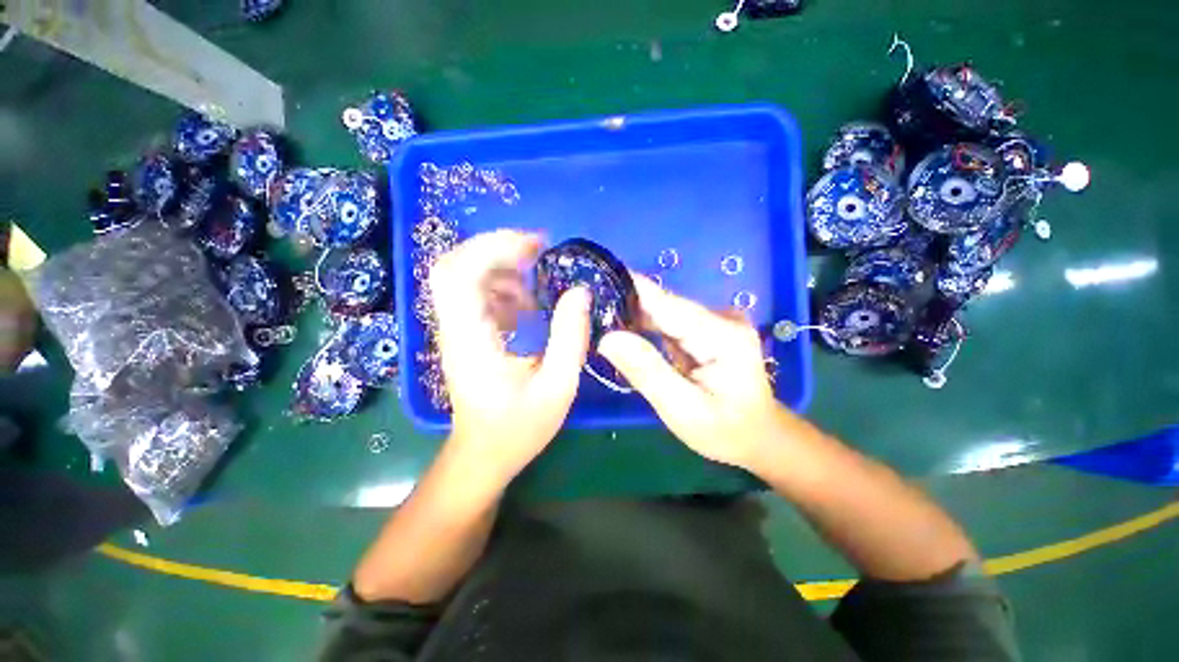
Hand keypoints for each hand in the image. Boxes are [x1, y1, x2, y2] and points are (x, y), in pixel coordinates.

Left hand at [429, 230, 591, 485]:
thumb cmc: (518, 428)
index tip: (535, 246)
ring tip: (539, 283)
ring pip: (465, 277)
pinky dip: (503, 288)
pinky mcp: (465, 334)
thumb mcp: (557, 387)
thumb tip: (580, 292)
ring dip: (502, 268)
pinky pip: (477, 295)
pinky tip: (529, 306)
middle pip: (454, 266)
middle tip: (538, 252)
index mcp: (470, 339)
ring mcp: (456, 330)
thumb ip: (570, 338)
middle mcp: (454, 328)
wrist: (483, 454)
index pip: (458, 273)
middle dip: (496, 249)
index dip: (493, 247)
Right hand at [598, 275, 787, 469]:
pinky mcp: (708, 330)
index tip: (596, 278)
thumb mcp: (682, 409)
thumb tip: (608, 338)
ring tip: (599, 321)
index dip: (630, 289)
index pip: (666, 303)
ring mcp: (716, 322)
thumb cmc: (724, 430)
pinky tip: (624, 334)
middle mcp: (721, 318)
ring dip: (633, 318)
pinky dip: (646, 329)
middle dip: (626, 307)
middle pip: (663, 305)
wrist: (759, 437)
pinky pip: (669, 323)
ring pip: (664, 313)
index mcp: (721, 334)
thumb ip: (646, 371)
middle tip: (589, 312)